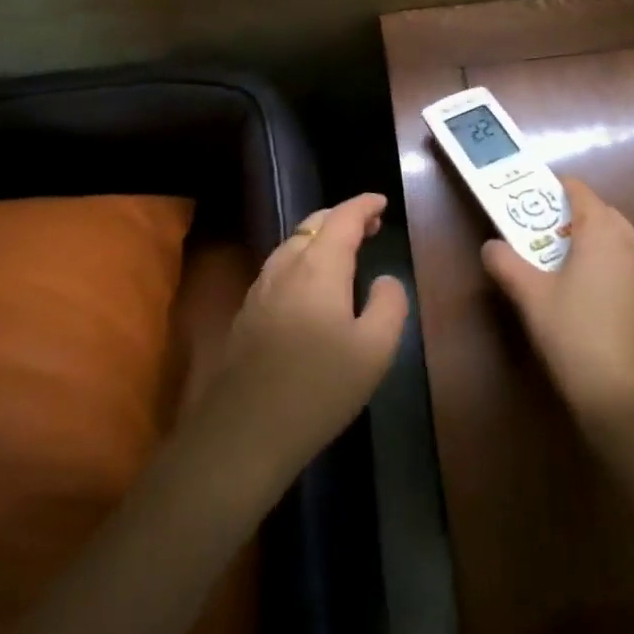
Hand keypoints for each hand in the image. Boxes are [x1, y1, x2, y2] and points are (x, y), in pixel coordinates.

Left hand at [198, 193, 408, 496]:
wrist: (244, 431)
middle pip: (313, 225)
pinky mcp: (247, 314)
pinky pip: (280, 268)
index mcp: (318, 267)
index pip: (343, 218)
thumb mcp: (375, 350)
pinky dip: (303, 260)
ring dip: (320, 238)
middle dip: (342, 218)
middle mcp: (285, 267)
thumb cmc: (319, 387)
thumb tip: (386, 279)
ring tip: (344, 251)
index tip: (381, 202)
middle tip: (370, 226)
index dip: (363, 205)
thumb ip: (389, 304)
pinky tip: (311, 286)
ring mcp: (260, 289)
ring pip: (292, 245)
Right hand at [482, 178, 633, 427]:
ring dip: (592, 237)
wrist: (621, 392)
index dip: (556, 188)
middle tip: (540, 228)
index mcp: (602, 232)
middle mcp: (630, 243)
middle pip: (602, 212)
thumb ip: (506, 263)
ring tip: (561, 255)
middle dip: (573, 213)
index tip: (532, 195)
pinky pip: (626, 261)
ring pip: (618, 237)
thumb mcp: (529, 295)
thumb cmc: (573, 332)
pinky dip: (606, 259)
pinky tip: (585, 286)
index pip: (581, 192)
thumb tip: (491, 246)